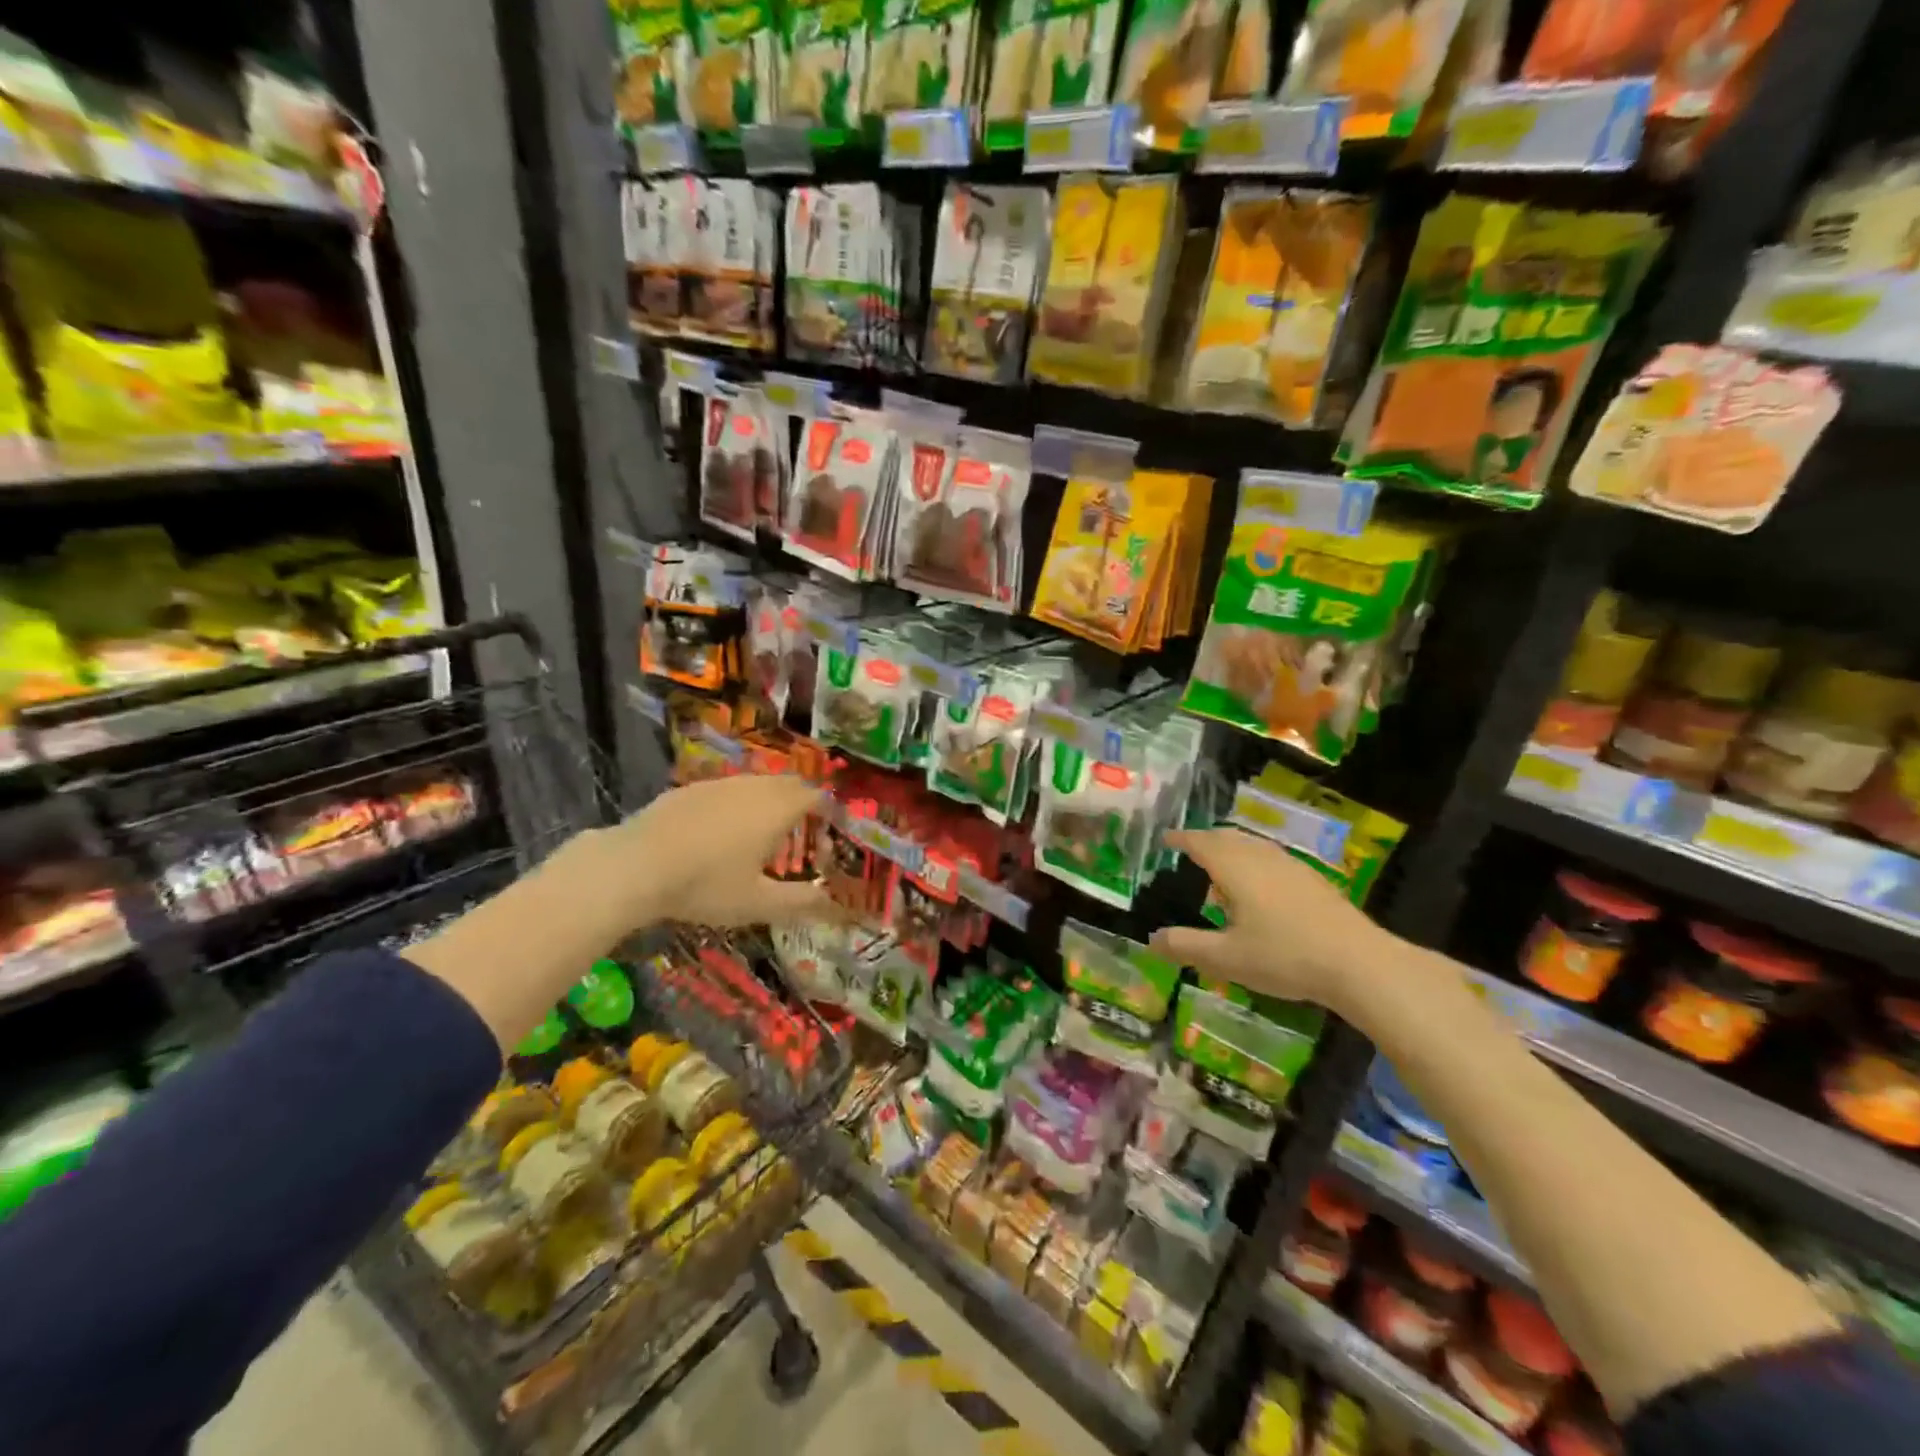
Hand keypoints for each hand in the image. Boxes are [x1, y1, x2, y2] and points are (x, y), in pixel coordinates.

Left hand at [562, 775, 838, 932]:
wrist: (634, 866)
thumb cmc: (706, 885)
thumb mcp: (758, 903)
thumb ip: (800, 902)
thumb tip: (835, 905)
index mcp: (778, 809)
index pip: (817, 797)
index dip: (829, 811)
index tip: (831, 830)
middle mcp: (754, 787)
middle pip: (790, 784)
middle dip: (802, 802)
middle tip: (801, 832)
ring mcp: (720, 784)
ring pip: (757, 784)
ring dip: (769, 801)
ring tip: (762, 833)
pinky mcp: (690, 788)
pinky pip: (727, 789)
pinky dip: (737, 803)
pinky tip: (719, 832)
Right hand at [1149, 829, 1395, 1017]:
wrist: (1360, 964)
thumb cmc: (1284, 956)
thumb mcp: (1226, 958)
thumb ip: (1186, 946)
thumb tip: (1152, 939)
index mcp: (1235, 867)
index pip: (1200, 842)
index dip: (1181, 839)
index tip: (1165, 839)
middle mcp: (1261, 857)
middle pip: (1227, 837)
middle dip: (1205, 840)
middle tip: (1188, 850)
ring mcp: (1291, 866)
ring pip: (1253, 846)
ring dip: (1231, 850)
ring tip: (1220, 870)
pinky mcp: (1313, 881)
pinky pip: (1272, 859)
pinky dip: (1254, 862)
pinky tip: (1260, 890)